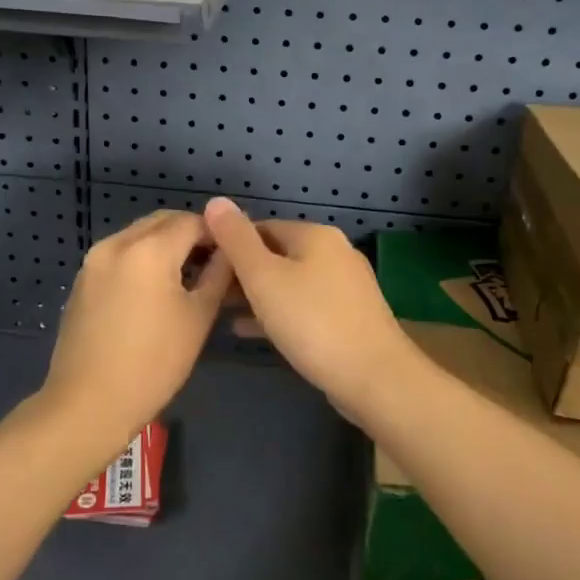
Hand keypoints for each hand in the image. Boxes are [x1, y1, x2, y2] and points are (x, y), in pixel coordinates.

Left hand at [41, 211, 233, 444]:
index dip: (217, 233)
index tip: (233, 252)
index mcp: (149, 249)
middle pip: (162, 221)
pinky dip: (141, 258)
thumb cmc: (153, 363)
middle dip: (190, 233)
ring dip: (165, 244)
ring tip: (186, 276)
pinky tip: (154, 289)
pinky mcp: (82, 279)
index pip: (193, 221)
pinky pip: (119, 253)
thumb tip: (230, 251)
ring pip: (139, 235)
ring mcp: (94, 260)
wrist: (88, 404)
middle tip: (213, 262)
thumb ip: (218, 275)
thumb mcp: (198, 318)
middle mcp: (117, 243)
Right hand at [201, 197, 419, 422]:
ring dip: (258, 295)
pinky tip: (251, 331)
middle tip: (210, 295)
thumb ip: (236, 239)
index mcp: (315, 235)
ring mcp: (346, 286)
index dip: (229, 245)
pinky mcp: (350, 316)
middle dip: (243, 273)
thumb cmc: (312, 322)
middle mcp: (335, 252)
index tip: (204, 269)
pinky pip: (305, 306)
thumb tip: (216, 202)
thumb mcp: (263, 278)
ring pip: (290, 282)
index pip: (260, 227)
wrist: (375, 378)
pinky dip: (278, 313)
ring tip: (222, 313)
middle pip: (277, 254)